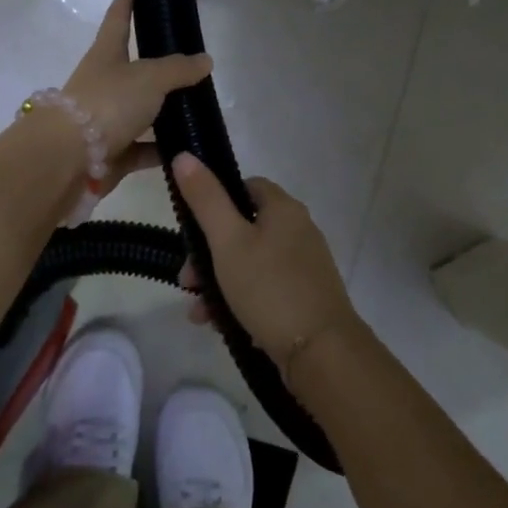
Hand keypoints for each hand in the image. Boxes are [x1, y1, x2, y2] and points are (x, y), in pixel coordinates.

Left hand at [61, 0, 210, 188]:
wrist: (68, 159)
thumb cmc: (107, 103)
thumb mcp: (149, 78)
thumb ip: (178, 69)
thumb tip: (205, 60)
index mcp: (106, 55)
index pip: (117, 21)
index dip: (125, 4)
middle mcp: (103, 84)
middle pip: (133, 70)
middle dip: (158, 66)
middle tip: (191, 62)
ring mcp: (105, 120)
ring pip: (141, 111)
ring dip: (165, 112)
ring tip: (199, 109)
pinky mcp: (111, 153)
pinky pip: (143, 148)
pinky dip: (162, 149)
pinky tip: (188, 149)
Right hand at [171, 155, 357, 363]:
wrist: (321, 352)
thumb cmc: (269, 287)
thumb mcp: (227, 241)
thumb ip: (205, 199)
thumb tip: (185, 155)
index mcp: (284, 209)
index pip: (245, 187)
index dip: (215, 202)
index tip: (192, 228)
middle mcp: (298, 230)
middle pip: (242, 229)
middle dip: (207, 254)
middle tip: (186, 280)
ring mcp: (304, 266)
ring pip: (249, 262)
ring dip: (217, 281)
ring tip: (198, 311)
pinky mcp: (304, 297)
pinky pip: (263, 288)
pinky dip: (238, 300)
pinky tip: (217, 323)